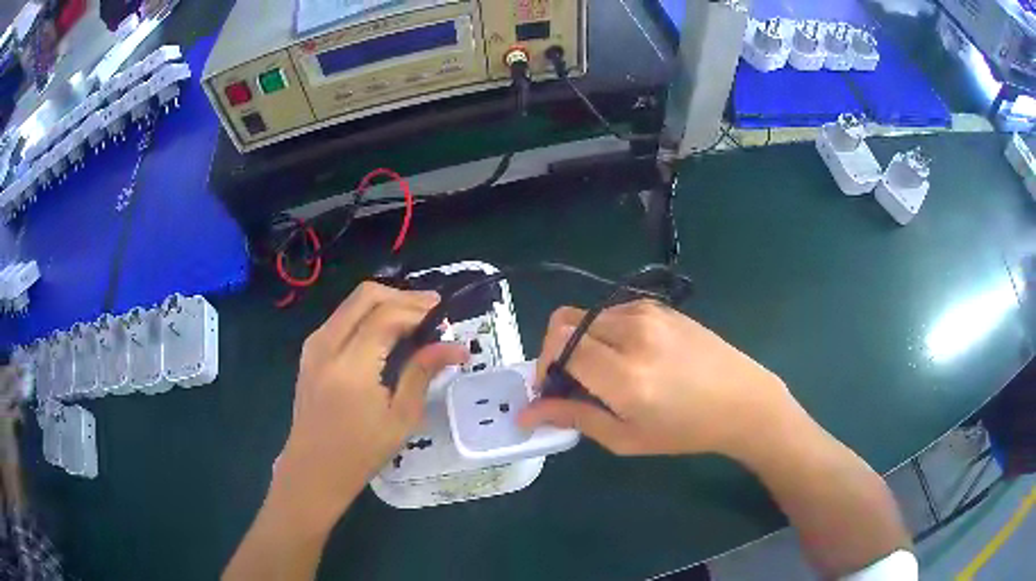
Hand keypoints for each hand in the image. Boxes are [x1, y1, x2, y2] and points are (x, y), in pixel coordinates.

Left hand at [275, 282, 466, 521]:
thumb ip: (422, 373)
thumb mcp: (400, 418)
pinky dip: (367, 314)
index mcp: (351, 367)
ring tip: (413, 320)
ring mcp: (314, 345)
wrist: (313, 468)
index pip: (387, 316)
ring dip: (384, 302)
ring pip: (352, 302)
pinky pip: (341, 317)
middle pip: (366, 295)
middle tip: (430, 310)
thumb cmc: (361, 452)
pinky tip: (385, 332)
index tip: (444, 315)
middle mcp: (327, 345)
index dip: (418, 309)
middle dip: (402, 296)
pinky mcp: (310, 350)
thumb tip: (455, 346)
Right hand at [519, 300, 795, 458]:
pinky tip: (629, 357)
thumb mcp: (626, 438)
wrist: (741, 400)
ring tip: (604, 372)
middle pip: (566, 322)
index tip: (552, 389)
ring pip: (588, 315)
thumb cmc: (685, 430)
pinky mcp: (660, 307)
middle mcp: (632, 332)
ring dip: (582, 341)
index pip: (559, 344)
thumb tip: (527, 413)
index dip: (544, 366)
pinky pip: (614, 312)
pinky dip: (605, 332)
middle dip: (557, 351)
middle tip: (573, 381)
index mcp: (624, 373)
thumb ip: (574, 418)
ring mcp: (648, 313)